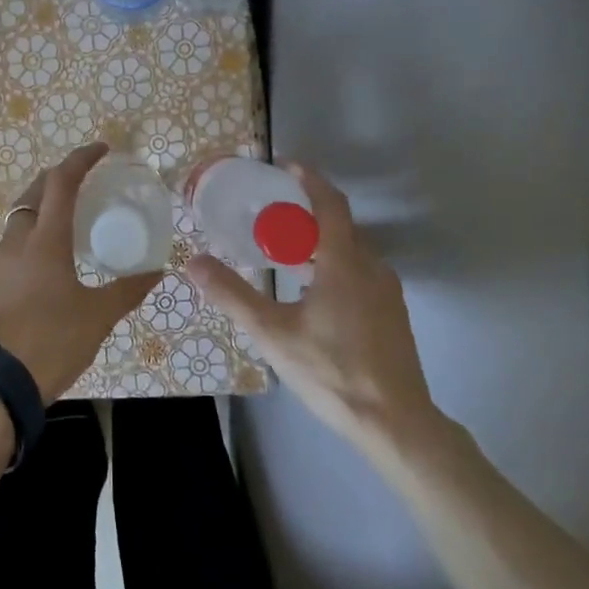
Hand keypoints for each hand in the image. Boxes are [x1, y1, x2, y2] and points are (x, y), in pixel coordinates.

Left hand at [0, 142, 161, 402]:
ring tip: (66, 222)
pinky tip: (44, 265)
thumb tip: (157, 272)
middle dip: (58, 178)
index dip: (81, 158)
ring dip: (41, 208)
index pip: (61, 181)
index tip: (101, 149)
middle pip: (34, 193)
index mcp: (45, 239)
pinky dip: (30, 239)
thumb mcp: (98, 316)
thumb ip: (127, 290)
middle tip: (83, 181)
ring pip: (19, 219)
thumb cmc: (52, 342)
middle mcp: (16, 241)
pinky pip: (11, 247)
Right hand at [187, 160, 448, 465]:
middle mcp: (371, 268)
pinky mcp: (393, 315)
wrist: (395, 423)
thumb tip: (194, 261)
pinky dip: (335, 265)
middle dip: (308, 214)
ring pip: (352, 251)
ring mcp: (388, 292)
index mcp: (344, 263)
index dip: (309, 180)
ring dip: (321, 242)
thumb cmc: (331, 370)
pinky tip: (313, 293)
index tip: (287, 166)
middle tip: (272, 217)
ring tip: (286, 254)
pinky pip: (361, 272)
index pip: (330, 204)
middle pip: (341, 226)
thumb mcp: (271, 332)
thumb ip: (232, 294)